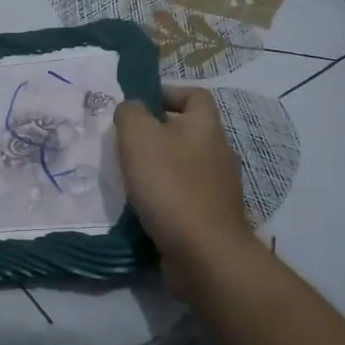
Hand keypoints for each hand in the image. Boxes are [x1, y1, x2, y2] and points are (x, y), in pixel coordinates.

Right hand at [114, 86, 253, 286]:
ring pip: (185, 165)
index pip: (195, 95)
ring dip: (159, 167)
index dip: (168, 92)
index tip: (139, 104)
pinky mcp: (212, 217)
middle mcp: (219, 152)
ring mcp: (219, 187)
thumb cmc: (170, 184)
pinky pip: (185, 196)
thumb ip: (130, 112)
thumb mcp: (139, 136)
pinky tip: (143, 206)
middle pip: (188, 131)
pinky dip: (165, 197)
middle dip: (157, 133)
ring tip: (128, 175)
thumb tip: (131, 108)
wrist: (203, 252)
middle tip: (125, 142)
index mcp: (206, 126)